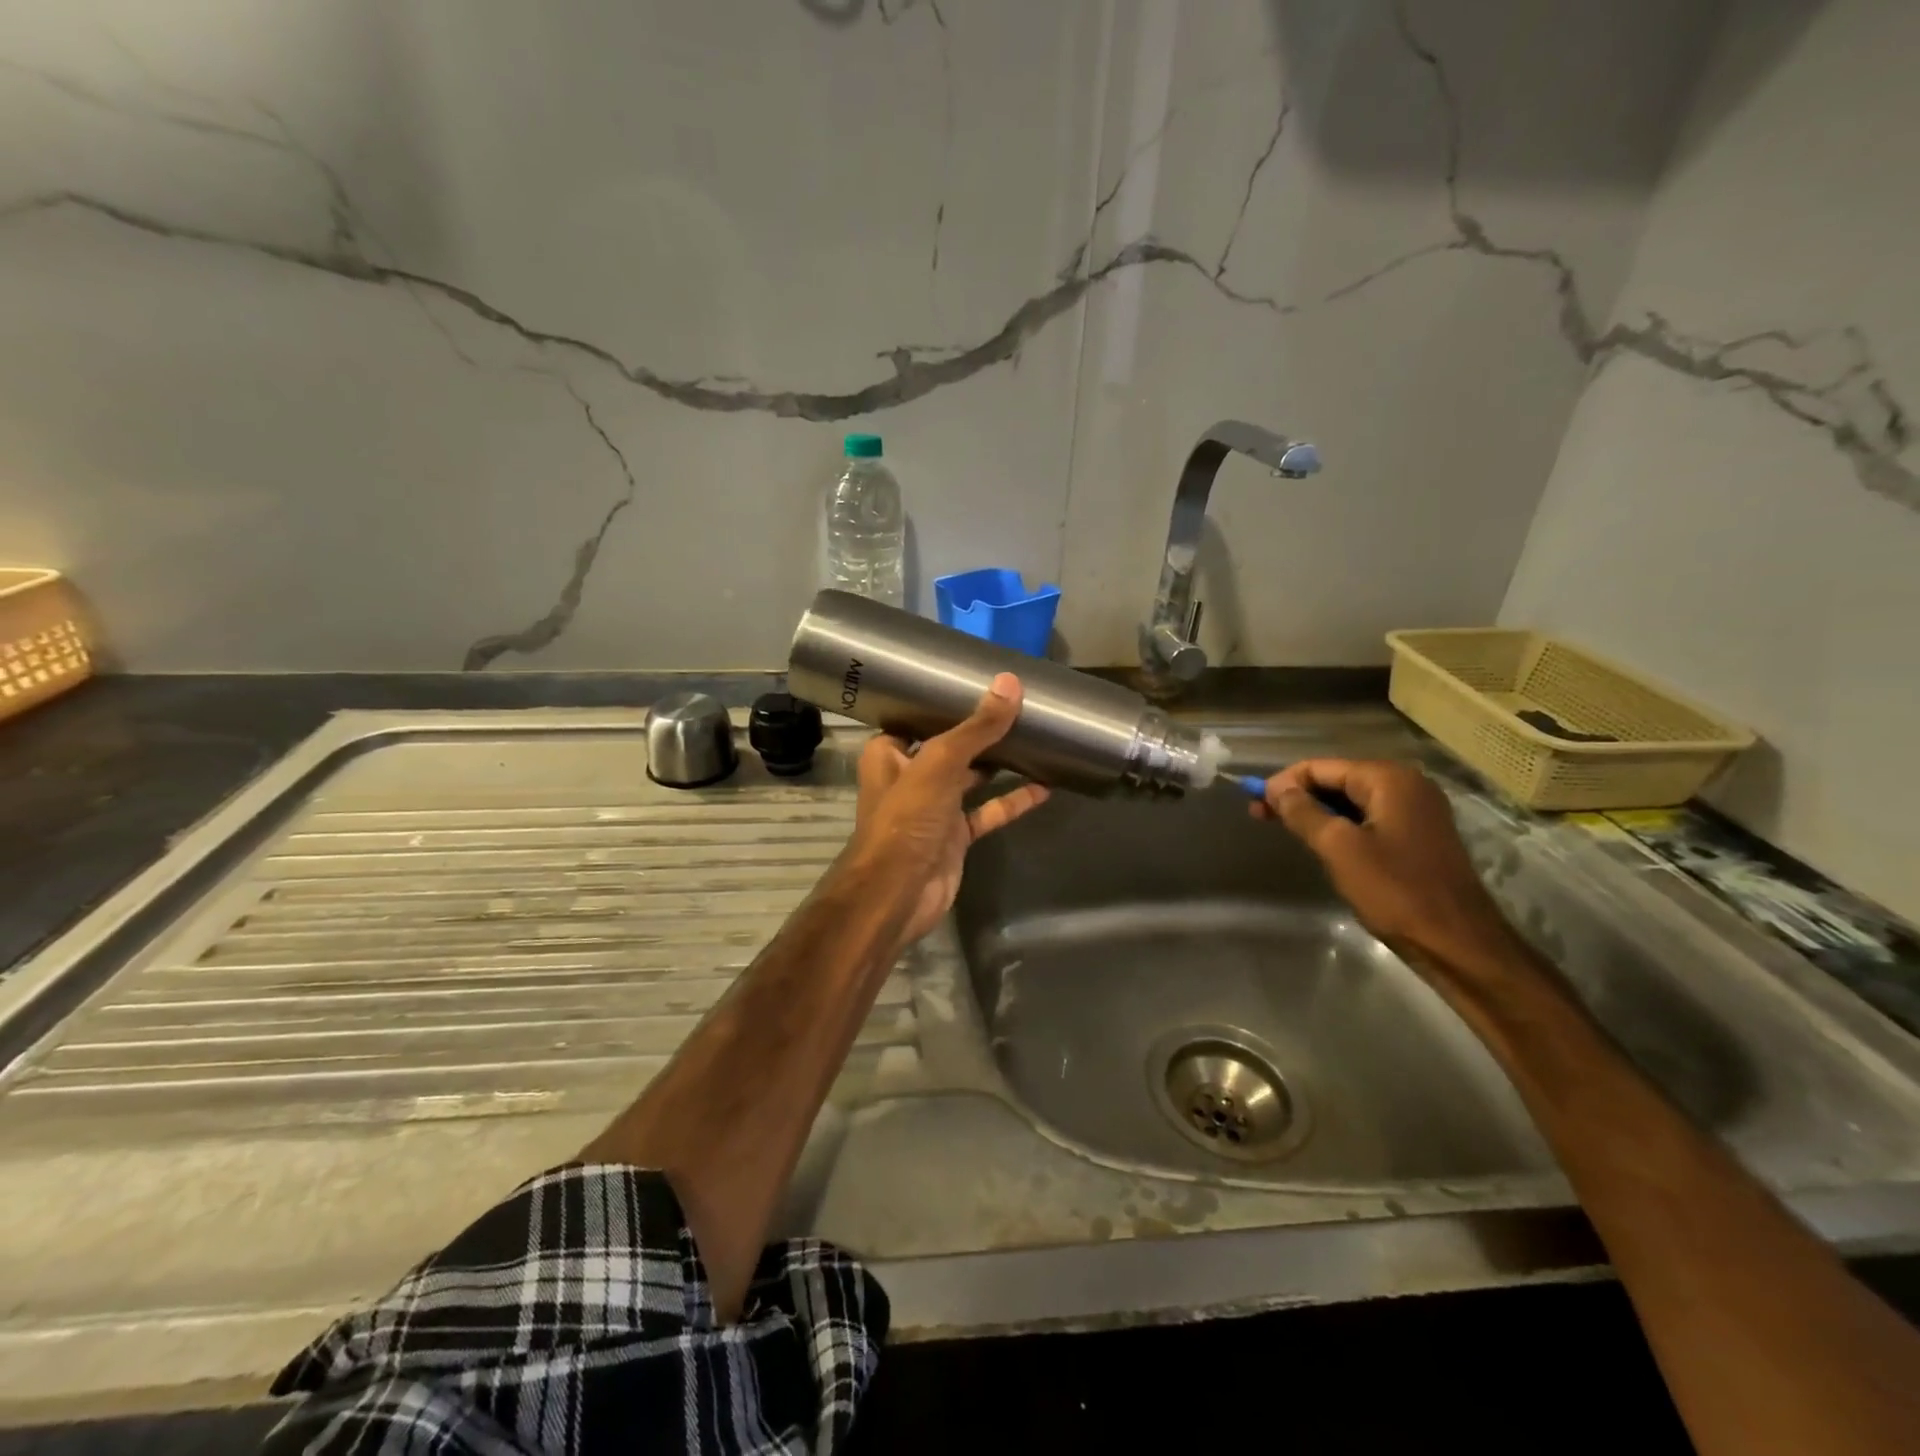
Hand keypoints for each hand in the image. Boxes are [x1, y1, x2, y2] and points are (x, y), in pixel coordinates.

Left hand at [846, 673, 1050, 945]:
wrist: (899, 894)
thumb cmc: (907, 820)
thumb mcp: (941, 763)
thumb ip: (977, 728)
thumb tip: (1010, 683)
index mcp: (889, 753)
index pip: (916, 717)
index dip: (942, 701)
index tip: (976, 680)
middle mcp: (909, 776)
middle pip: (948, 746)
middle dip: (978, 729)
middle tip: (1016, 704)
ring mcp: (934, 808)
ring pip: (971, 778)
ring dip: (998, 762)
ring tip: (1034, 736)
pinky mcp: (955, 836)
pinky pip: (988, 811)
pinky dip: (1012, 801)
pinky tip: (1043, 786)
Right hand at [1254, 759, 1520, 972]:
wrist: (1458, 943)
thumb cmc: (1395, 891)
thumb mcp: (1339, 848)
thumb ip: (1303, 812)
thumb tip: (1276, 789)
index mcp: (1389, 780)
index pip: (1321, 767)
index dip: (1284, 782)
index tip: (1255, 804)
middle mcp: (1406, 786)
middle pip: (1337, 780)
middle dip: (1297, 795)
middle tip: (1260, 815)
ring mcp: (1417, 811)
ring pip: (1351, 801)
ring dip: (1315, 811)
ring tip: (1283, 828)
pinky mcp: (1418, 836)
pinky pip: (1368, 818)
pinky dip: (1339, 825)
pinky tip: (1319, 841)